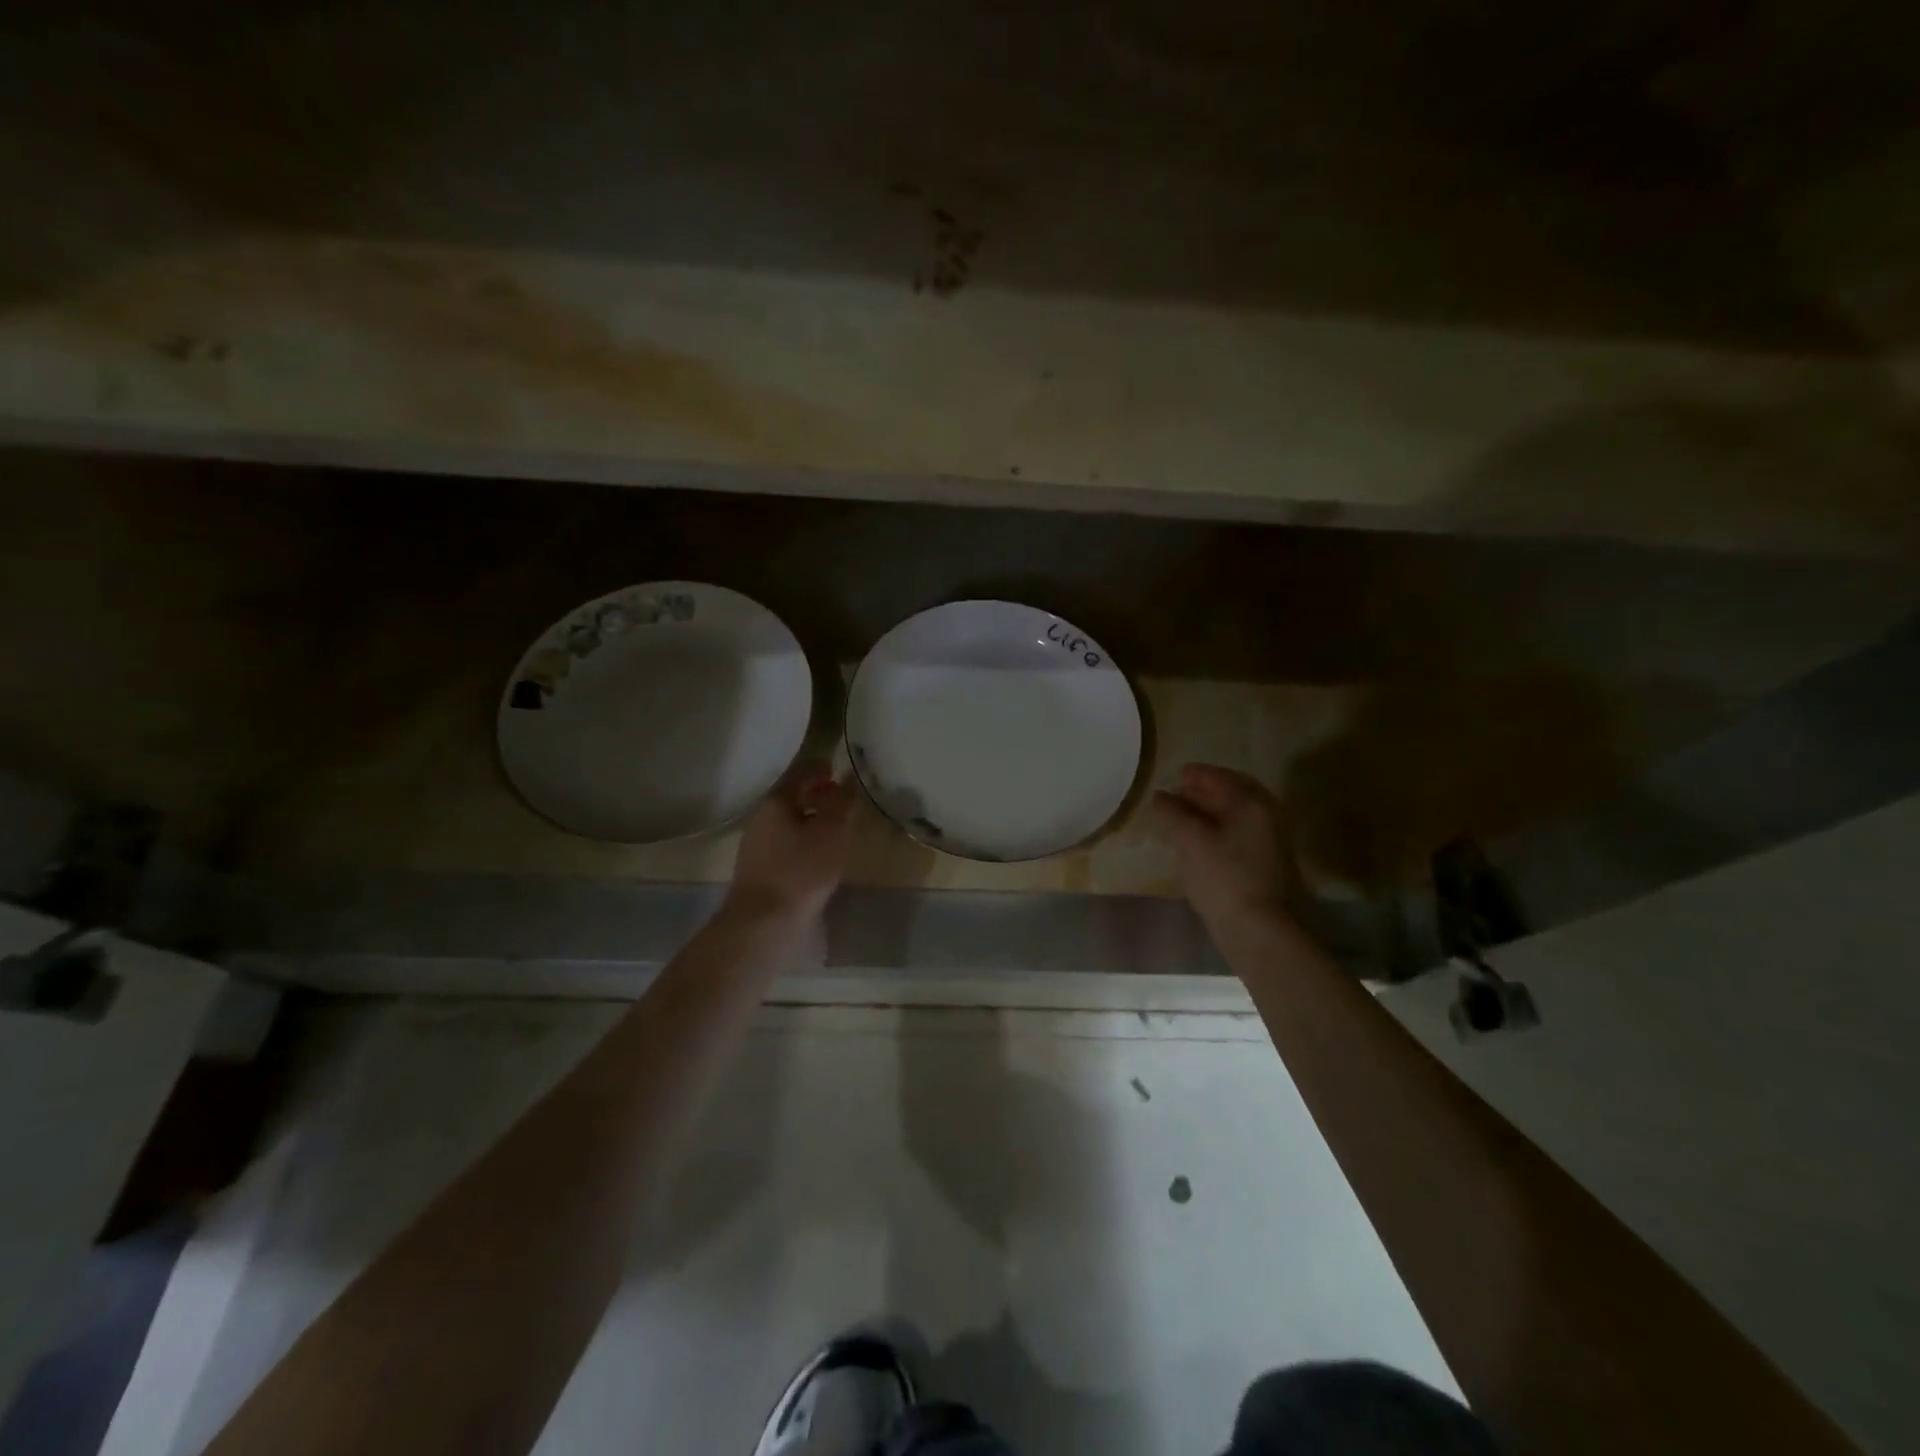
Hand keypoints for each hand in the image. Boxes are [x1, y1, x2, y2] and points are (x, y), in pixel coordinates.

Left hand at [726, 765, 853, 924]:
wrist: (764, 923)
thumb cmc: (801, 870)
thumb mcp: (831, 831)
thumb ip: (840, 803)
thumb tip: (844, 783)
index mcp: (776, 802)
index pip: (801, 775)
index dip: (820, 770)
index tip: (836, 768)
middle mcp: (761, 820)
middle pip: (792, 799)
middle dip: (816, 796)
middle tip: (840, 798)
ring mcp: (757, 847)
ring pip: (789, 824)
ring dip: (810, 821)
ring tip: (835, 827)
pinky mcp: (760, 872)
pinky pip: (786, 846)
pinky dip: (804, 842)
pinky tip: (819, 855)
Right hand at [1153, 764, 1299, 928]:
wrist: (1259, 929)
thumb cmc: (1224, 878)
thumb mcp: (1191, 841)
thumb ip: (1173, 814)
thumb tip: (1160, 796)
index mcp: (1252, 804)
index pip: (1221, 778)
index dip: (1196, 775)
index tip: (1174, 775)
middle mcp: (1267, 816)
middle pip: (1232, 794)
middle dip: (1202, 792)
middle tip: (1175, 795)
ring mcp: (1270, 841)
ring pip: (1235, 816)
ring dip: (1209, 812)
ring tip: (1181, 818)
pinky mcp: (1266, 863)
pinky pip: (1238, 833)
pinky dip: (1217, 829)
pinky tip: (1198, 841)